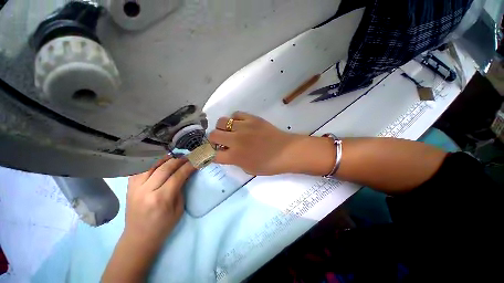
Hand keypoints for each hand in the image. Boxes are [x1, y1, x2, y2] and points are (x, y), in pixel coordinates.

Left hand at [103, 157, 195, 282]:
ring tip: (175, 157)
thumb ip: (181, 188)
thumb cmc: (163, 226)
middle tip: (188, 157)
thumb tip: (186, 173)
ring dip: (166, 159)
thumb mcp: (179, 208)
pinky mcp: (129, 187)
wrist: (138, 237)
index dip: (189, 166)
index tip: (196, 160)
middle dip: (179, 160)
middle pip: (165, 167)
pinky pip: (141, 168)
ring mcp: (135, 188)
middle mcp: (146, 190)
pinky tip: (160, 162)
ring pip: (152, 165)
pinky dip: (152, 163)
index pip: (178, 175)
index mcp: (161, 199)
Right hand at [208, 112, 331, 175]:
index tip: (212, 153)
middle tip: (221, 141)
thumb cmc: (269, 164)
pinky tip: (240, 124)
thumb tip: (226, 152)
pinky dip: (234, 120)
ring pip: (222, 121)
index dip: (209, 154)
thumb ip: (234, 160)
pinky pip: (236, 114)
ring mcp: (243, 127)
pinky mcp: (252, 118)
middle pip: (213, 135)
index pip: (212, 154)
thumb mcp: (248, 168)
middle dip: (214, 140)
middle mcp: (236, 140)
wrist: (286, 151)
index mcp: (235, 156)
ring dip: (223, 128)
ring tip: (230, 131)